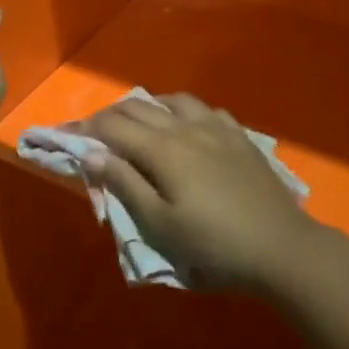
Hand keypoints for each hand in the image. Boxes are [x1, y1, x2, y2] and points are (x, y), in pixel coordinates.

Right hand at [82, 94, 330, 291]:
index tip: (66, 134)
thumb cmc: (213, 244)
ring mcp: (217, 128)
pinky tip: (186, 126)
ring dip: (147, 106)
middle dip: (110, 115)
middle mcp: (186, 128)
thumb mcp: (160, 225)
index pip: (113, 127)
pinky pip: (205, 109)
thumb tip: (92, 153)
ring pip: (173, 100)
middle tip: (94, 132)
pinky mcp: (240, 137)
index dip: (85, 128)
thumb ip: (124, 184)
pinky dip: (183, 111)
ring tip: (138, 123)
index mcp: (162, 149)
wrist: (282, 248)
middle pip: (139, 107)